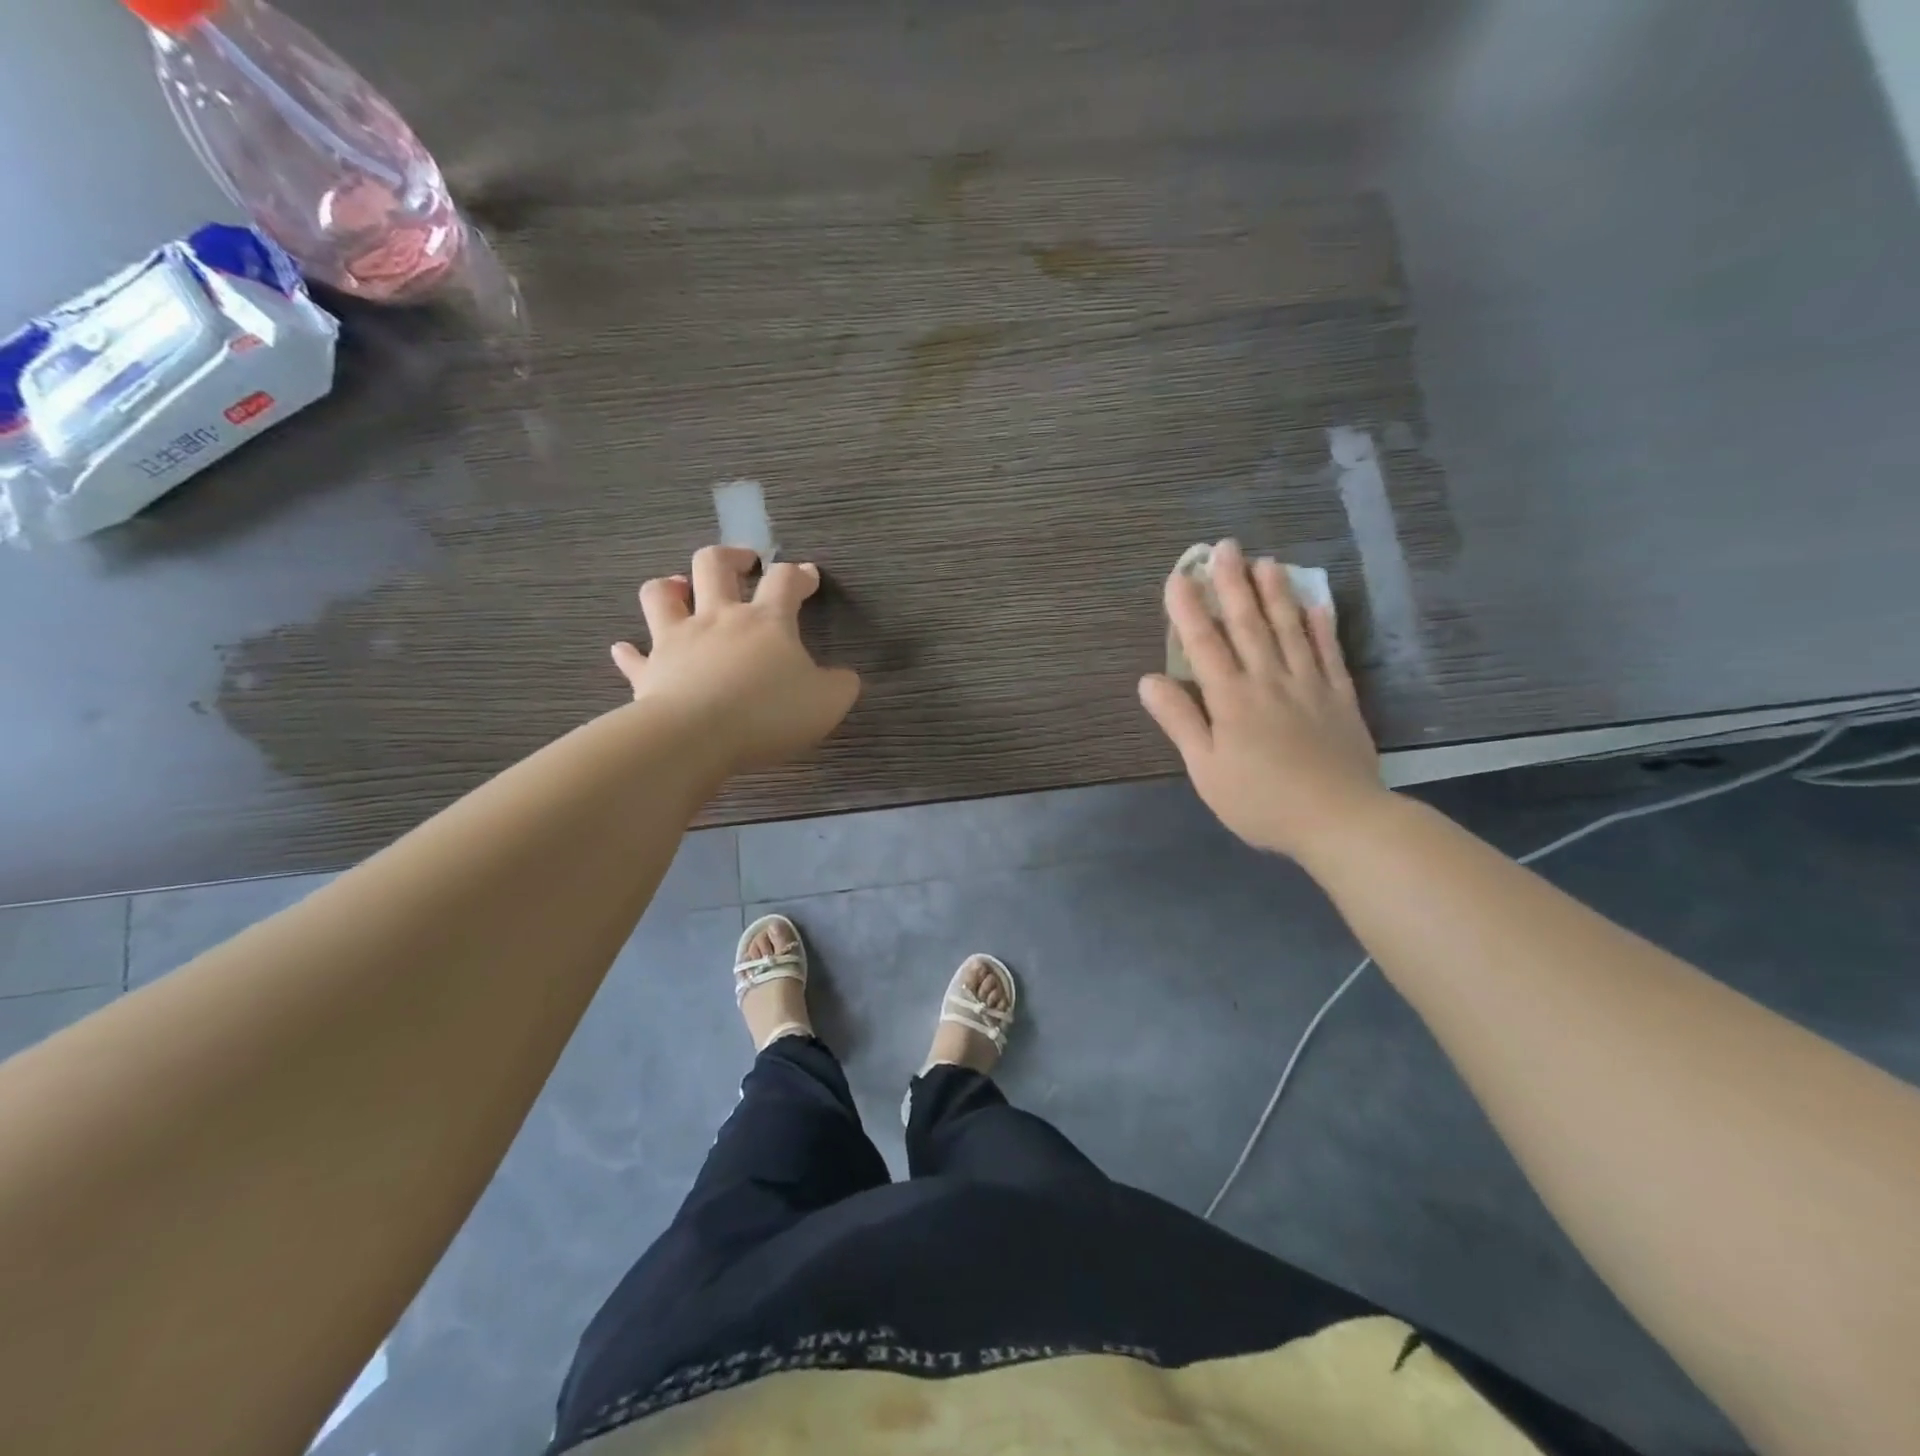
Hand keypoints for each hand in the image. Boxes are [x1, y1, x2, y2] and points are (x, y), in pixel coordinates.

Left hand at [612, 546, 860, 771]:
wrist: (696, 736)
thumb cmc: (767, 713)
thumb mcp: (826, 703)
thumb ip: (841, 686)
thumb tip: (845, 677)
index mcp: (766, 621)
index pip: (785, 581)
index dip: (799, 574)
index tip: (808, 577)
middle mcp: (718, 618)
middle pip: (715, 565)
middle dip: (732, 557)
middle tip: (744, 562)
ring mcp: (677, 641)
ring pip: (662, 595)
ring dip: (671, 586)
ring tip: (681, 588)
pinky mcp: (650, 671)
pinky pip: (634, 656)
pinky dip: (630, 652)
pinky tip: (626, 649)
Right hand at [1138, 539, 1387, 859]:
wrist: (1339, 819)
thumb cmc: (1260, 800)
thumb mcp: (1205, 769)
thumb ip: (1179, 721)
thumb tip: (1148, 680)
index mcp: (1232, 699)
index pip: (1204, 644)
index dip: (1188, 609)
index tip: (1178, 576)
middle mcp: (1269, 680)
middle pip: (1248, 624)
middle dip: (1232, 584)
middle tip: (1225, 547)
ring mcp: (1309, 685)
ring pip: (1289, 629)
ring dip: (1275, 594)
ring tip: (1266, 562)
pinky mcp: (1340, 698)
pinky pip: (1329, 653)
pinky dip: (1321, 627)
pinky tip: (1316, 604)